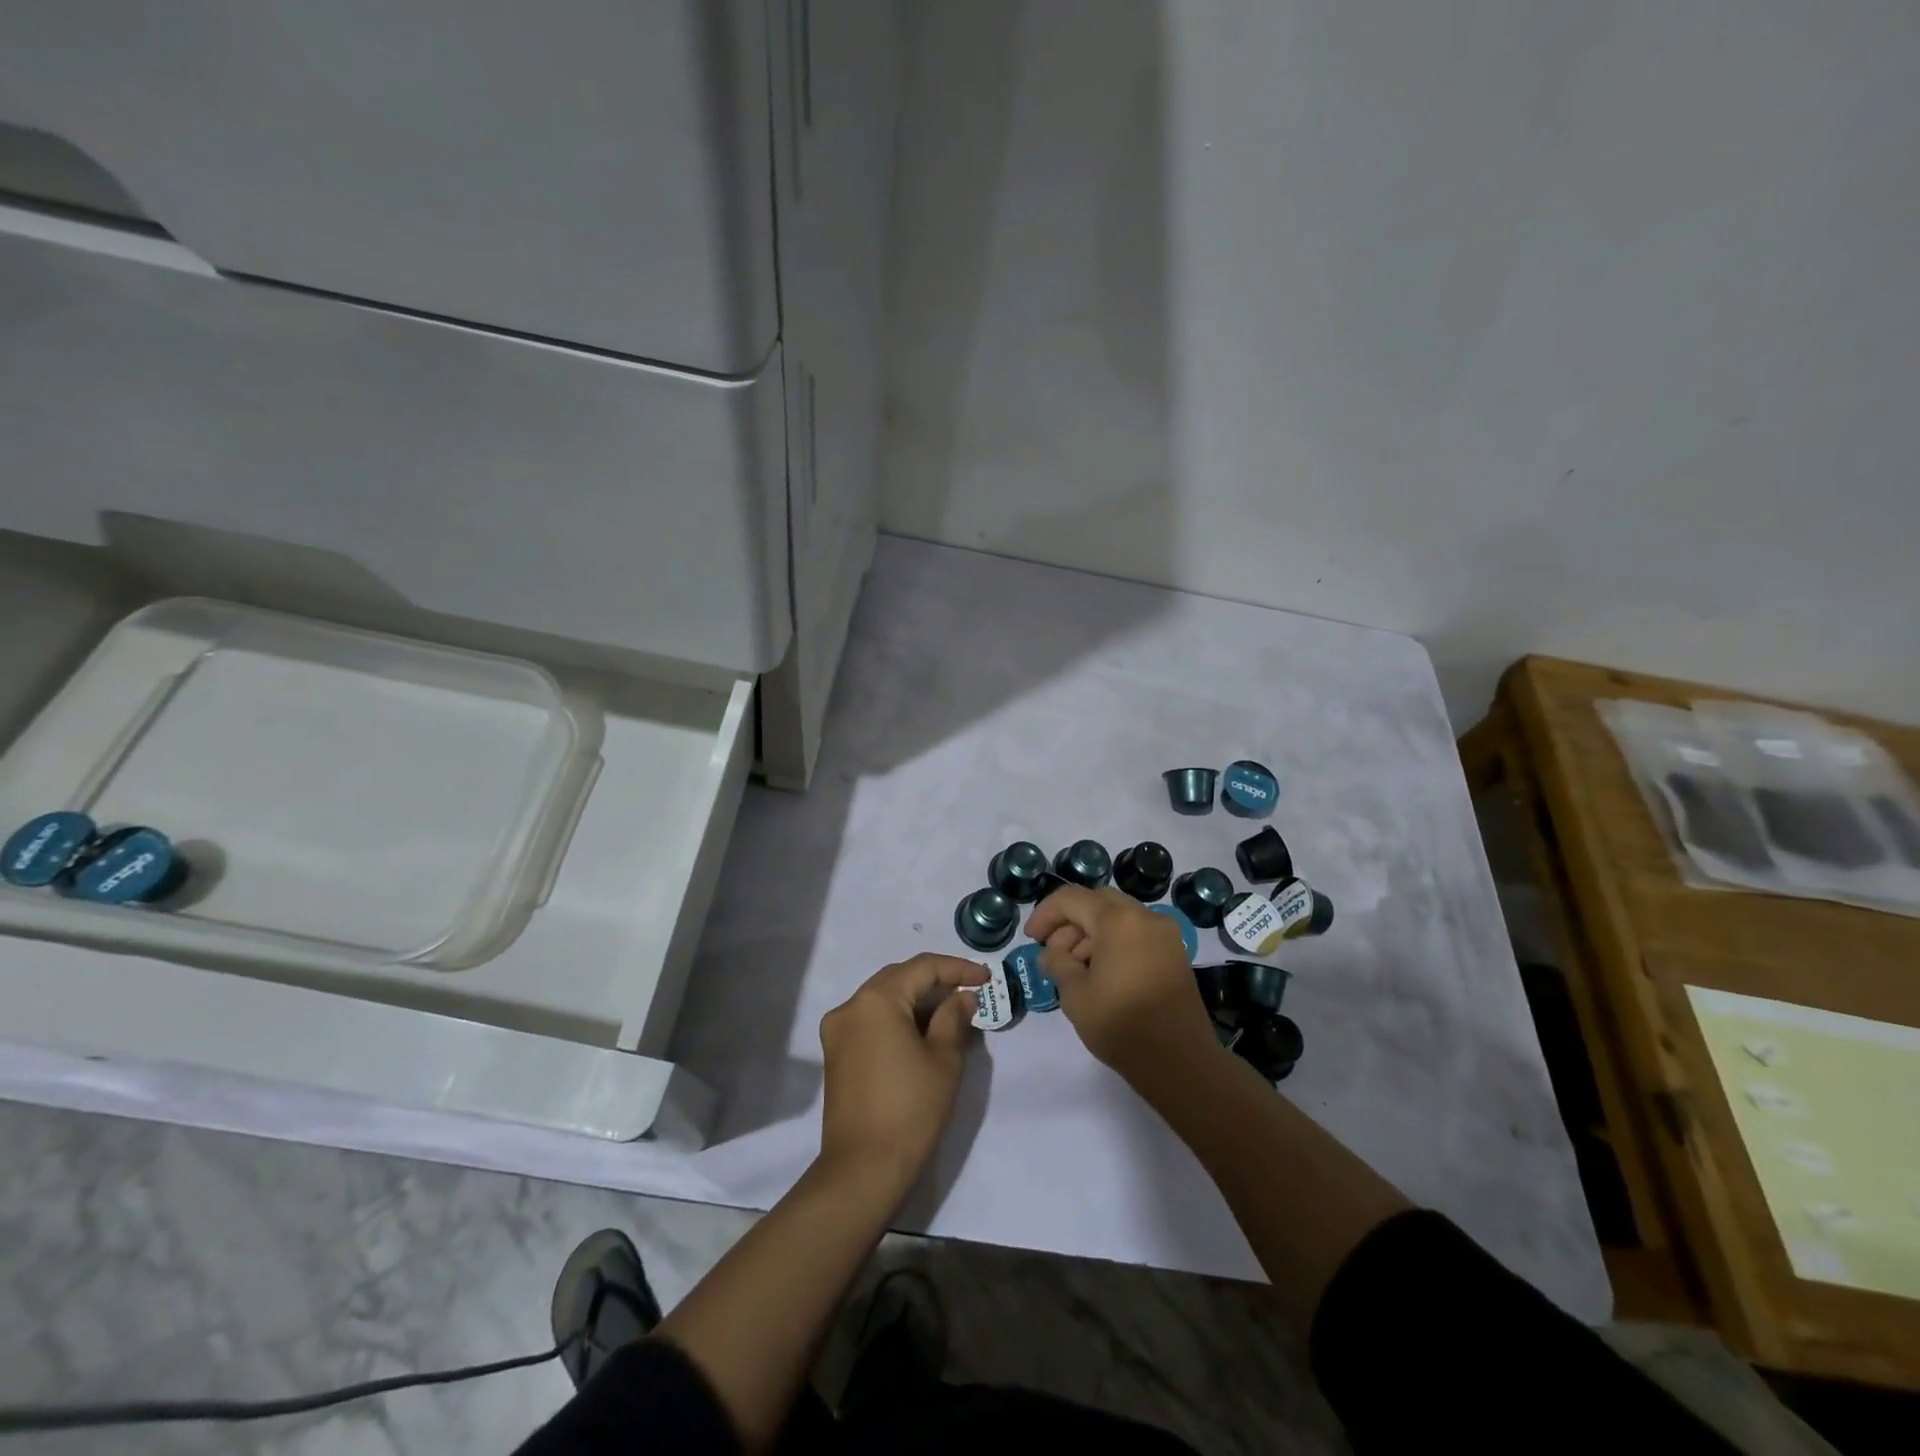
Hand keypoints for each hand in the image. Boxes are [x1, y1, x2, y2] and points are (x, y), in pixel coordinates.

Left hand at [817, 954, 987, 1190]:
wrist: (863, 1169)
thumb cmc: (910, 1110)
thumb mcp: (944, 1060)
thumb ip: (953, 1018)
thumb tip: (962, 997)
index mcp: (876, 1000)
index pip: (922, 968)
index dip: (957, 968)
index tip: (986, 978)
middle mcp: (851, 1006)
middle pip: (898, 977)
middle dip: (935, 980)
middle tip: (969, 991)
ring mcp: (837, 1029)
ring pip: (883, 998)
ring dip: (916, 999)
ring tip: (950, 1012)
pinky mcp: (835, 1053)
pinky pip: (871, 1019)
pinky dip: (897, 1017)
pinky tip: (922, 1032)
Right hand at [1027, 886, 1221, 1084]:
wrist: (1181, 1062)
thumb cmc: (1122, 1026)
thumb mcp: (1075, 995)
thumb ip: (1058, 963)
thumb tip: (1053, 953)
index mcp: (1118, 920)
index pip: (1072, 899)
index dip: (1045, 914)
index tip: (1031, 938)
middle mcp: (1145, 917)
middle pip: (1097, 902)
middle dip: (1070, 921)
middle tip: (1052, 952)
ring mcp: (1164, 934)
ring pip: (1118, 916)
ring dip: (1091, 932)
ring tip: (1074, 968)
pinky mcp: (1174, 952)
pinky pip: (1136, 932)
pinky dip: (1113, 941)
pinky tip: (1100, 972)